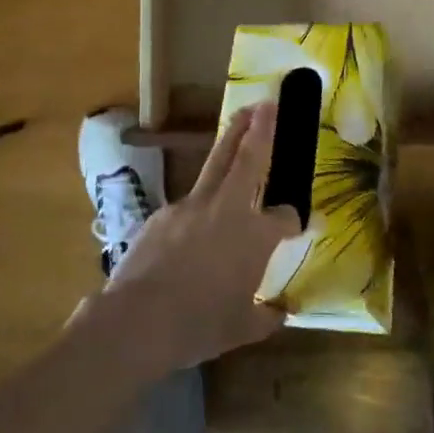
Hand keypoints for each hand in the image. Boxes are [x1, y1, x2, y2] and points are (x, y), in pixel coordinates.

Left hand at [104, 102, 302, 373]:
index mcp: (254, 234)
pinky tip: (188, 236)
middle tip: (267, 103)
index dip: (292, 219)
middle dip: (259, 128)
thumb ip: (265, 316)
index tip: (295, 224)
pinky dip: (195, 212)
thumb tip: (282, 312)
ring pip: (214, 168)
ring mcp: (190, 207)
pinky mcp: (162, 214)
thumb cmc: (198, 325)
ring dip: (228, 146)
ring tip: (236, 129)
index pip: (284, 216)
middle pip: (246, 157)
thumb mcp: (241, 329)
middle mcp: (225, 209)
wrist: (137, 320)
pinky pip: (186, 207)